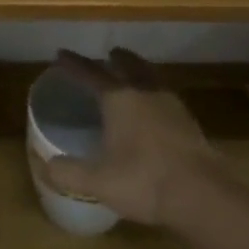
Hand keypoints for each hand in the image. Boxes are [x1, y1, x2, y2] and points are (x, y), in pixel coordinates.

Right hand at [37, 49, 230, 228]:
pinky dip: (154, 91)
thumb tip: (47, 165)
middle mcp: (145, 92)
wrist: (202, 194)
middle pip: (128, 65)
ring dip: (138, 70)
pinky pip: (165, 94)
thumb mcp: (98, 182)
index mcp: (119, 99)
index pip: (91, 74)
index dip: (73, 64)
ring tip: (132, 73)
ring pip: (150, 76)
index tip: (61, 54)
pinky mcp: (189, 120)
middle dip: (115, 59)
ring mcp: (171, 104)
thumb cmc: (145, 181)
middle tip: (107, 54)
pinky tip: (155, 107)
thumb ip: (69, 173)